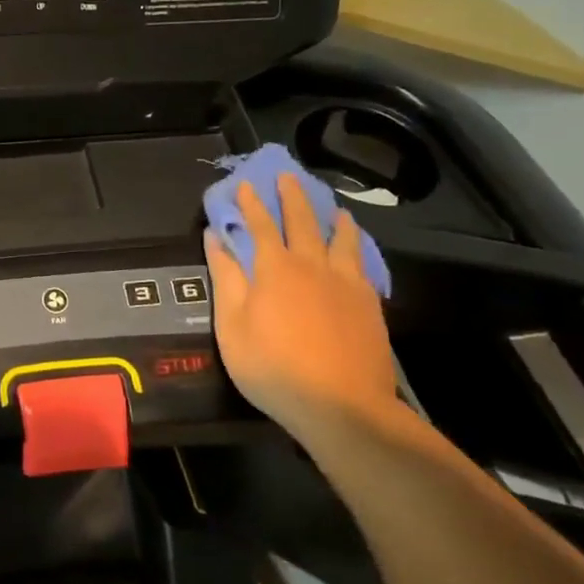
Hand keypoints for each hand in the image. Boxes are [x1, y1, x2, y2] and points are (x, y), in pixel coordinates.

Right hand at [204, 176, 397, 432]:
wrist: (342, 406)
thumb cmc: (274, 368)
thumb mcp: (232, 326)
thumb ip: (225, 278)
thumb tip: (215, 237)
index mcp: (274, 269)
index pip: (258, 225)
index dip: (250, 203)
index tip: (245, 183)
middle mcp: (312, 265)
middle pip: (302, 221)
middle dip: (292, 196)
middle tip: (288, 176)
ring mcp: (345, 283)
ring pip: (341, 239)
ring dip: (333, 218)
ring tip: (334, 208)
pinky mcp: (369, 303)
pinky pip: (362, 262)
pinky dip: (357, 246)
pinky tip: (356, 249)